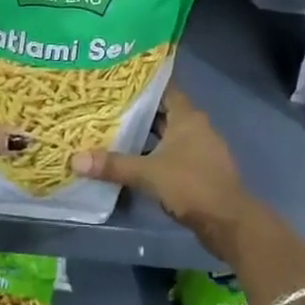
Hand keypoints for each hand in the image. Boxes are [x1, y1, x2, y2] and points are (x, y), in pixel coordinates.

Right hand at [72, 86, 260, 260]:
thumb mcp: (148, 174)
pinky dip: (155, 154)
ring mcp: (201, 149)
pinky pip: (173, 154)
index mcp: (188, 116)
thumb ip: (113, 165)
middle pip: (163, 112)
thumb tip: (75, 159)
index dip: (142, 84)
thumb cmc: (191, 185)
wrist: (229, 223)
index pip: (163, 88)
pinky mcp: (200, 170)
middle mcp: (196, 126)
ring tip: (114, 132)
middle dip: (137, 111)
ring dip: (146, 135)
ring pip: (168, 134)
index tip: (117, 81)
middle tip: (106, 107)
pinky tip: (134, 161)